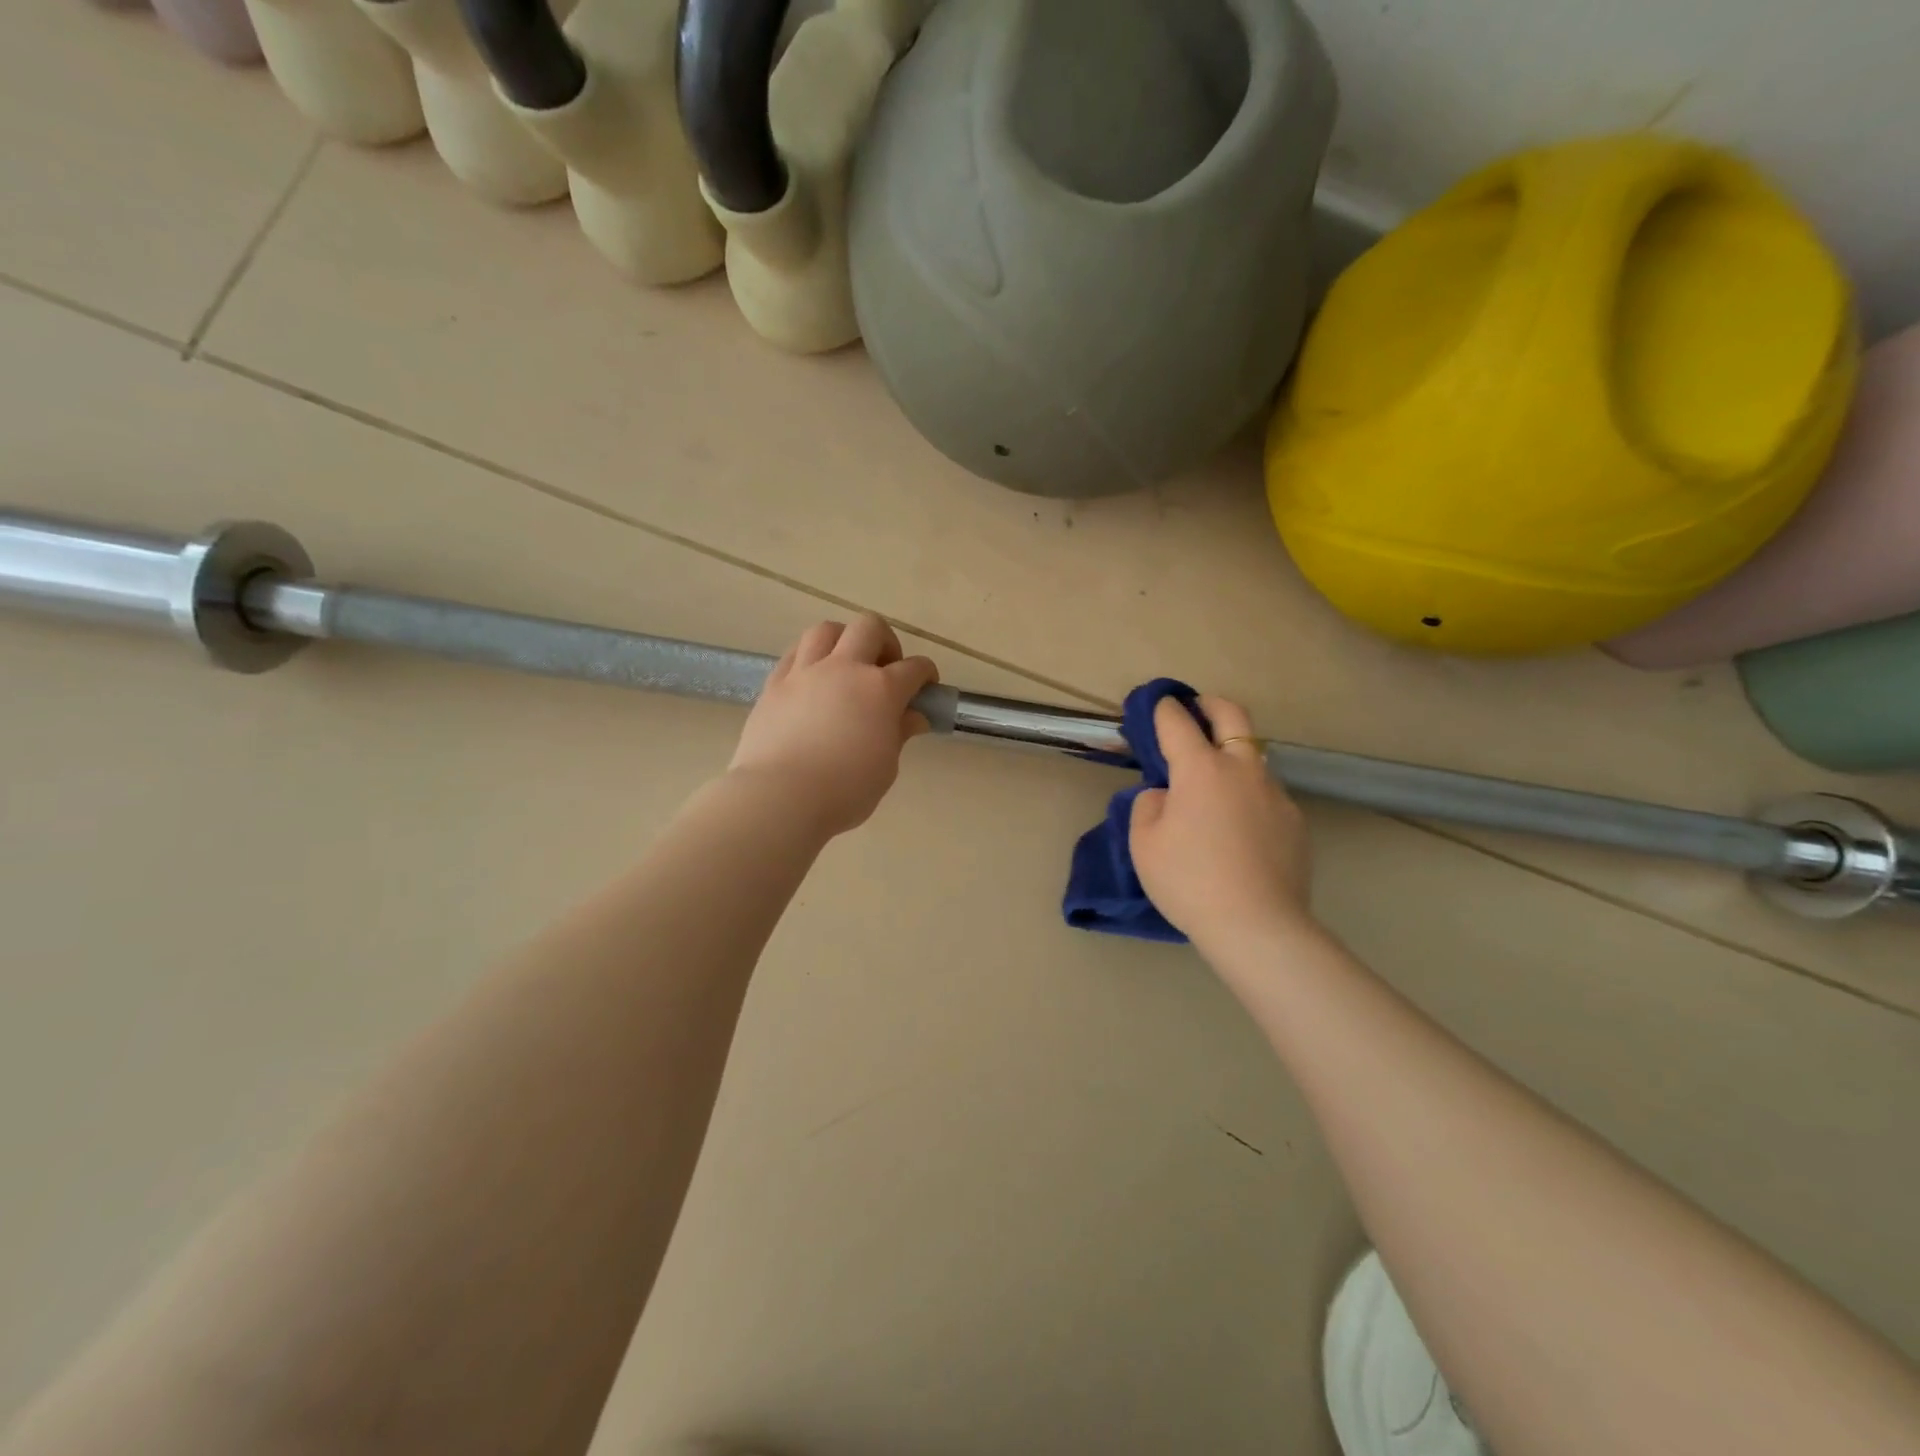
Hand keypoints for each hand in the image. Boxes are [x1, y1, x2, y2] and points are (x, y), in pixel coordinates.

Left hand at [729, 615, 938, 836]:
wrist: (780, 796)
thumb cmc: (845, 791)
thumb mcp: (885, 767)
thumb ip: (898, 734)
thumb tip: (913, 717)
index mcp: (880, 690)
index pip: (914, 668)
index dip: (925, 674)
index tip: (926, 688)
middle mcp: (844, 669)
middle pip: (869, 627)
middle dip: (885, 642)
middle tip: (885, 669)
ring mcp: (805, 673)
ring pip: (826, 630)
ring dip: (842, 641)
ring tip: (844, 667)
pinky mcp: (774, 684)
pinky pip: (794, 654)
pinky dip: (809, 658)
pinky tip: (812, 681)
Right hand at [1129, 696, 1314, 947]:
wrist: (1257, 926)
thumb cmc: (1189, 881)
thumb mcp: (1144, 844)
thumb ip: (1149, 806)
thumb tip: (1166, 795)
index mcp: (1200, 769)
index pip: (1177, 722)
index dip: (1163, 708)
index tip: (1156, 705)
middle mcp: (1241, 769)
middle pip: (1232, 715)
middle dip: (1210, 704)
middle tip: (1196, 710)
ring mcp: (1274, 793)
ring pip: (1253, 756)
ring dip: (1232, 754)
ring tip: (1214, 785)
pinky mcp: (1295, 820)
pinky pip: (1266, 794)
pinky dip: (1248, 795)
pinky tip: (1239, 828)